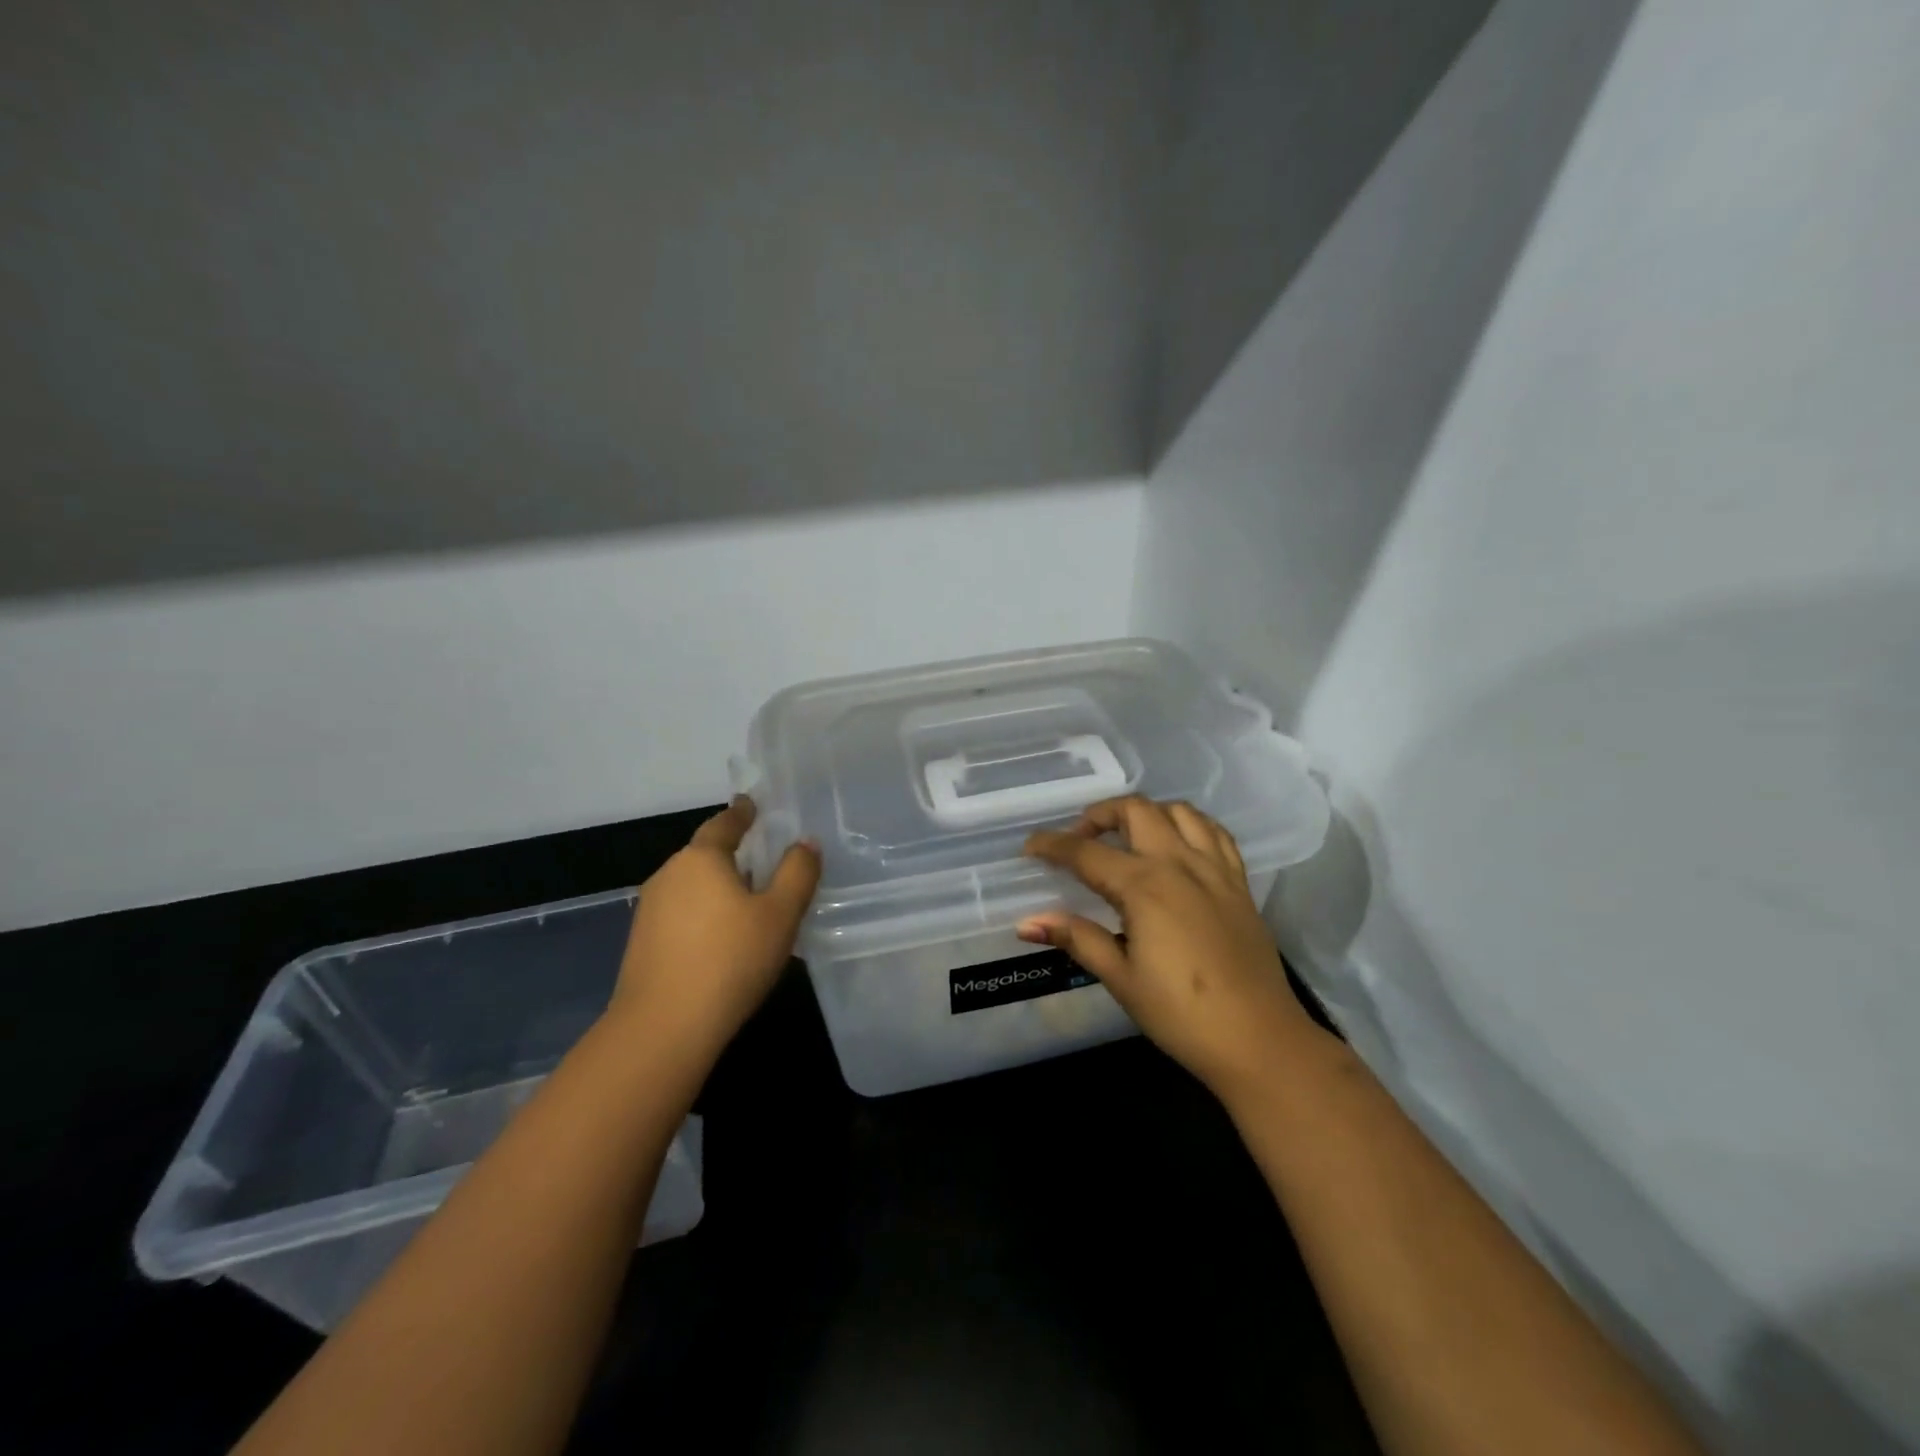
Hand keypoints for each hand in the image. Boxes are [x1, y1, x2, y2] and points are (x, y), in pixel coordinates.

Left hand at [608, 798, 820, 1063]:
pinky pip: (681, 912)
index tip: (750, 803)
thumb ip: (797, 873)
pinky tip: (721, 937)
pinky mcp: (642, 942)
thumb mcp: (780, 914)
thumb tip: (805, 842)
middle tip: (762, 859)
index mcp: (701, 858)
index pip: (725, 824)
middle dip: (732, 853)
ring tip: (747, 901)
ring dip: (718, 886)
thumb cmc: (730, 960)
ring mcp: (650, 909)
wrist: (663, 1028)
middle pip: (705, 854)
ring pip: (692, 885)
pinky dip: (703, 913)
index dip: (742, 812)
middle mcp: (670, 874)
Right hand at [1021, 796, 1326, 1097]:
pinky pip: (1215, 833)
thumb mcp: (1121, 978)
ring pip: (1178, 811)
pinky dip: (1190, 826)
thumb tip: (1026, 922)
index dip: (1053, 845)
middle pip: (1135, 811)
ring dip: (1147, 813)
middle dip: (1100, 815)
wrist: (1259, 1039)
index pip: (1087, 853)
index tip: (1030, 846)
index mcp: (1144, 887)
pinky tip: (1177, 846)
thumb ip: (1076, 939)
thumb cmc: (1181, 1014)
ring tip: (1129, 837)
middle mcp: (1179, 864)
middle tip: (1081, 840)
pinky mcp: (1239, 883)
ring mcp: (1215, 869)